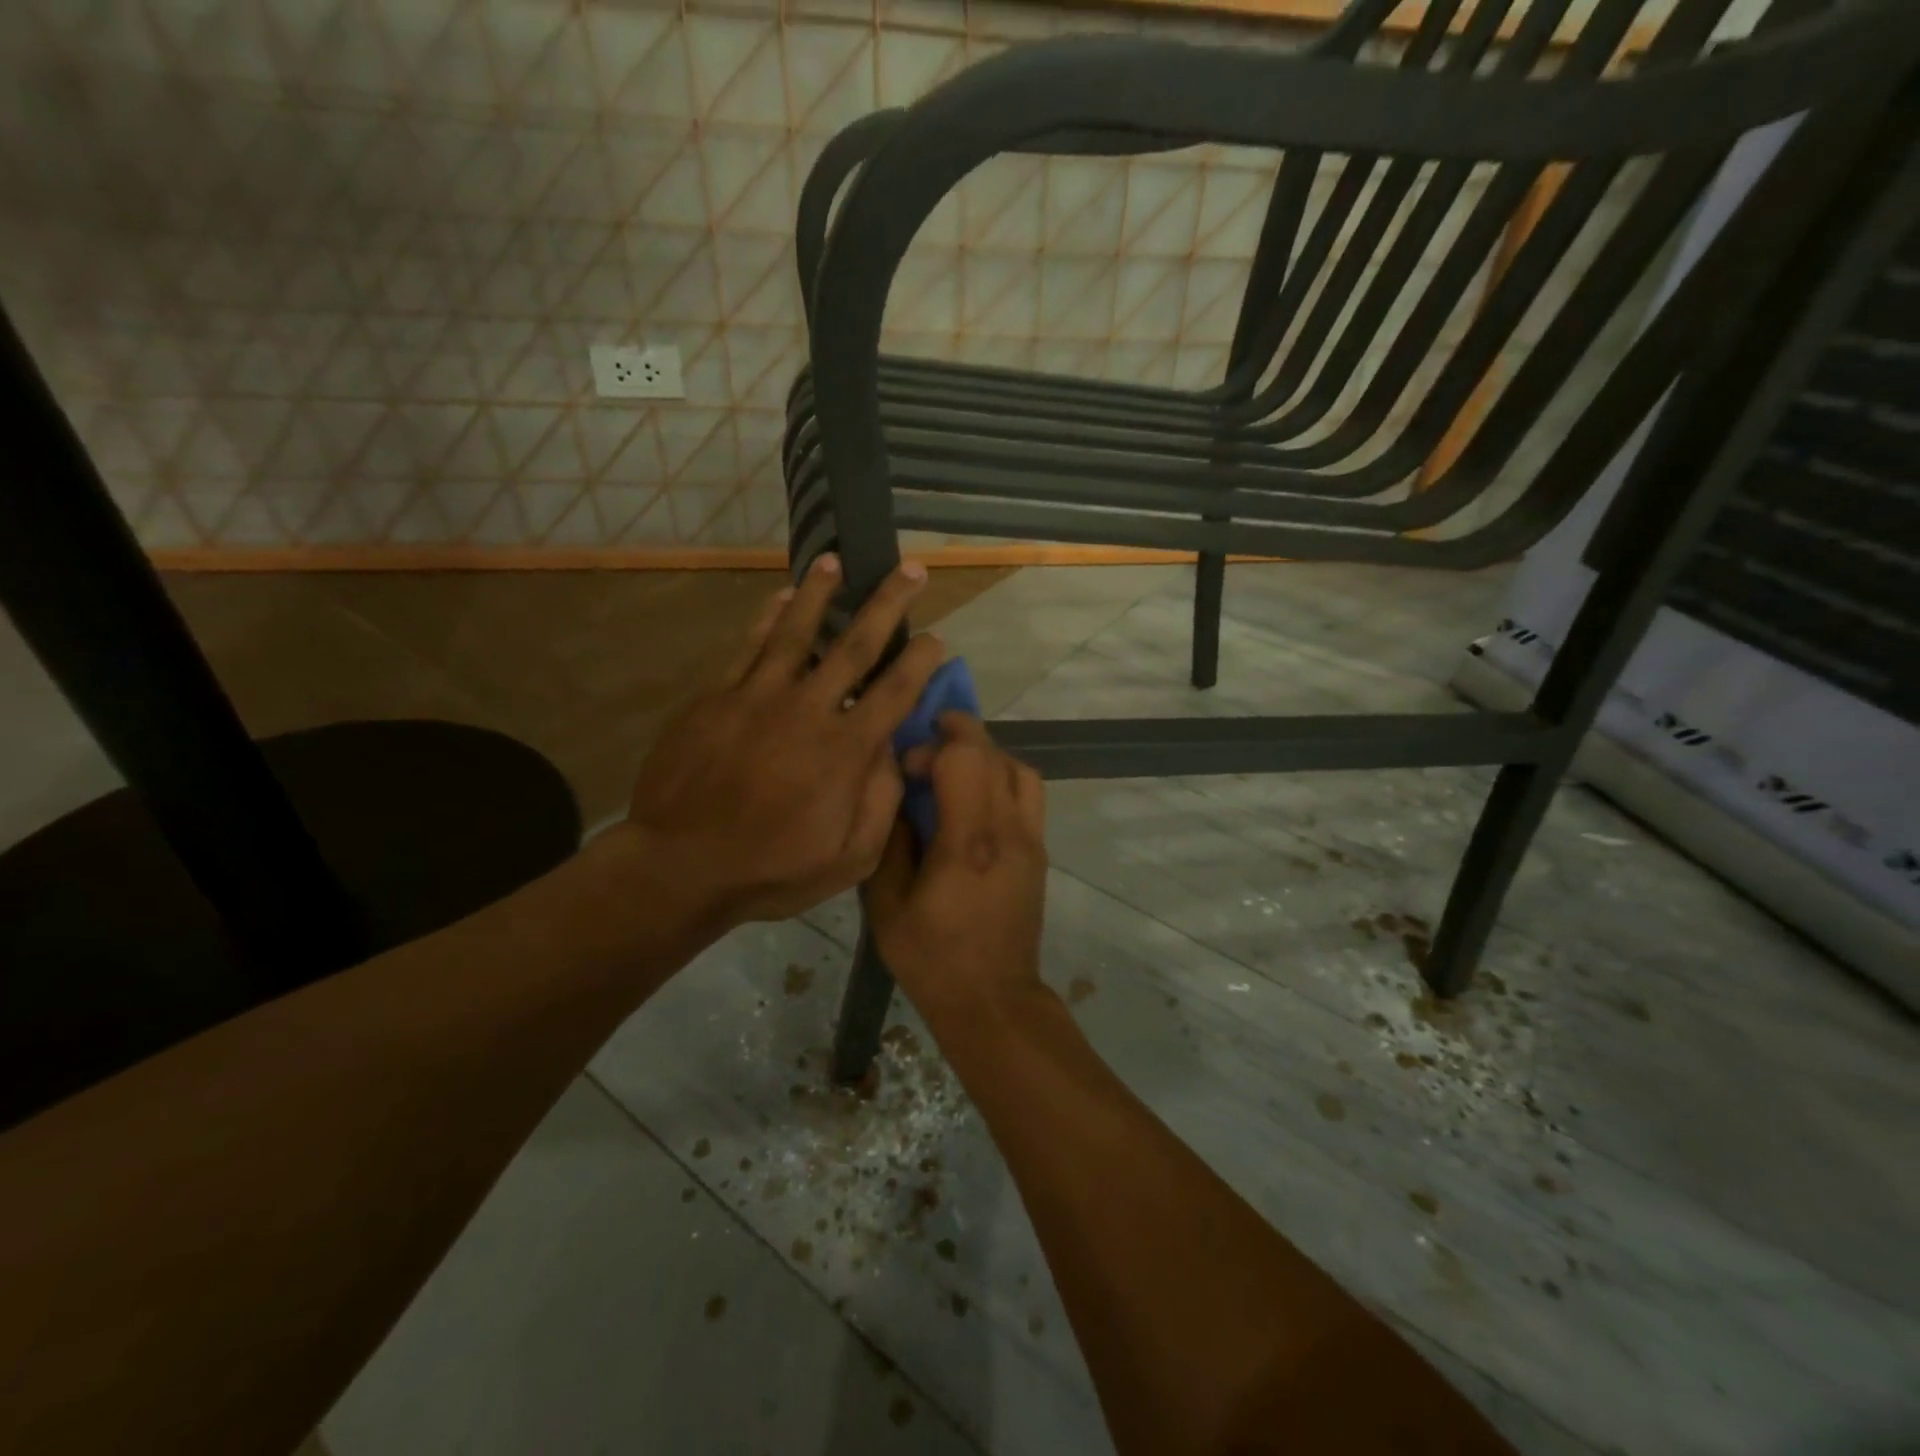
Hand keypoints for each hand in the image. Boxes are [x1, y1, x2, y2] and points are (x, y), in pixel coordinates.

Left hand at [621, 554, 944, 933]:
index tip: (938, 638)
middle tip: (909, 569)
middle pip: (856, 646)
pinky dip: (767, 620)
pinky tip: (779, 598)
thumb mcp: (850, 858)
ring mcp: (758, 697)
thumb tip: (894, 750)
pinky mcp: (717, 697)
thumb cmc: (772, 870)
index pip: (895, 692)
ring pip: (796, 631)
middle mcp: (808, 709)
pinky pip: (749, 647)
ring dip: (820, 593)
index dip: (921, 662)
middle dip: (887, 604)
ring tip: (835, 561)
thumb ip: (881, 801)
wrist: (680, 866)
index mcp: (845, 750)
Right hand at [865, 714, 1048, 1024]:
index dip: (934, 746)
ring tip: (953, 768)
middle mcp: (1009, 831)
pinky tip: (974, 798)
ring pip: (1020, 769)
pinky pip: (1028, 794)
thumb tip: (899, 796)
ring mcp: (1032, 840)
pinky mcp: (1039, 852)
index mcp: (969, 842)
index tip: (908, 767)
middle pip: (995, 754)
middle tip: (926, 746)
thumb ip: (891, 841)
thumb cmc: (932, 957)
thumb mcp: (887, 905)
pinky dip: (1002, 778)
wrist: (993, 1000)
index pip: (966, 759)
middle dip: (959, 736)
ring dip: (986, 756)